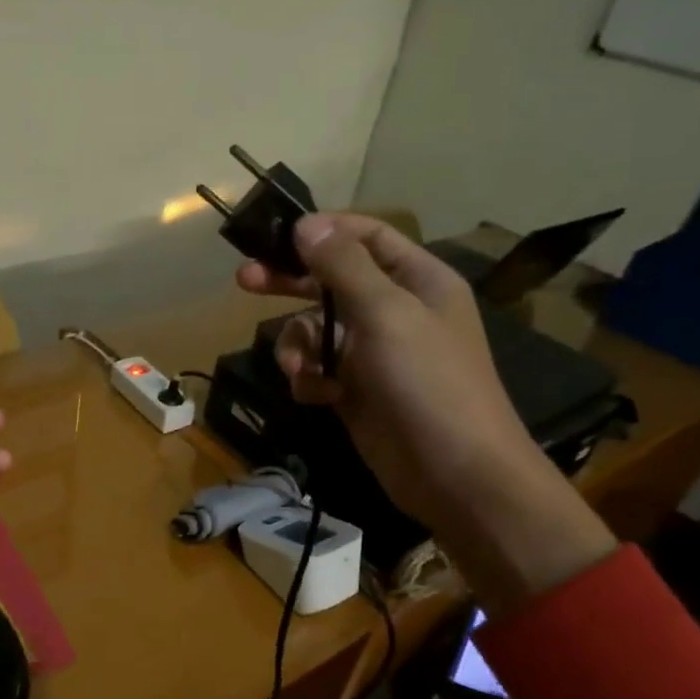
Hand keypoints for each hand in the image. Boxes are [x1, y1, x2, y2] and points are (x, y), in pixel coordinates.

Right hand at [238, 215, 614, 613]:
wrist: (454, 473)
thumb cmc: (428, 382)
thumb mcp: (386, 314)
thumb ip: (343, 266)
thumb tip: (307, 224)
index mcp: (417, 281)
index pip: (367, 236)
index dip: (324, 231)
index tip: (279, 235)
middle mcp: (395, 311)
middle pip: (331, 282)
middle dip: (290, 283)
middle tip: (245, 280)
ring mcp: (374, 354)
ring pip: (317, 331)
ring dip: (298, 346)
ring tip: (299, 370)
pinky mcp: (356, 392)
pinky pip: (319, 371)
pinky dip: (310, 380)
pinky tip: (318, 396)